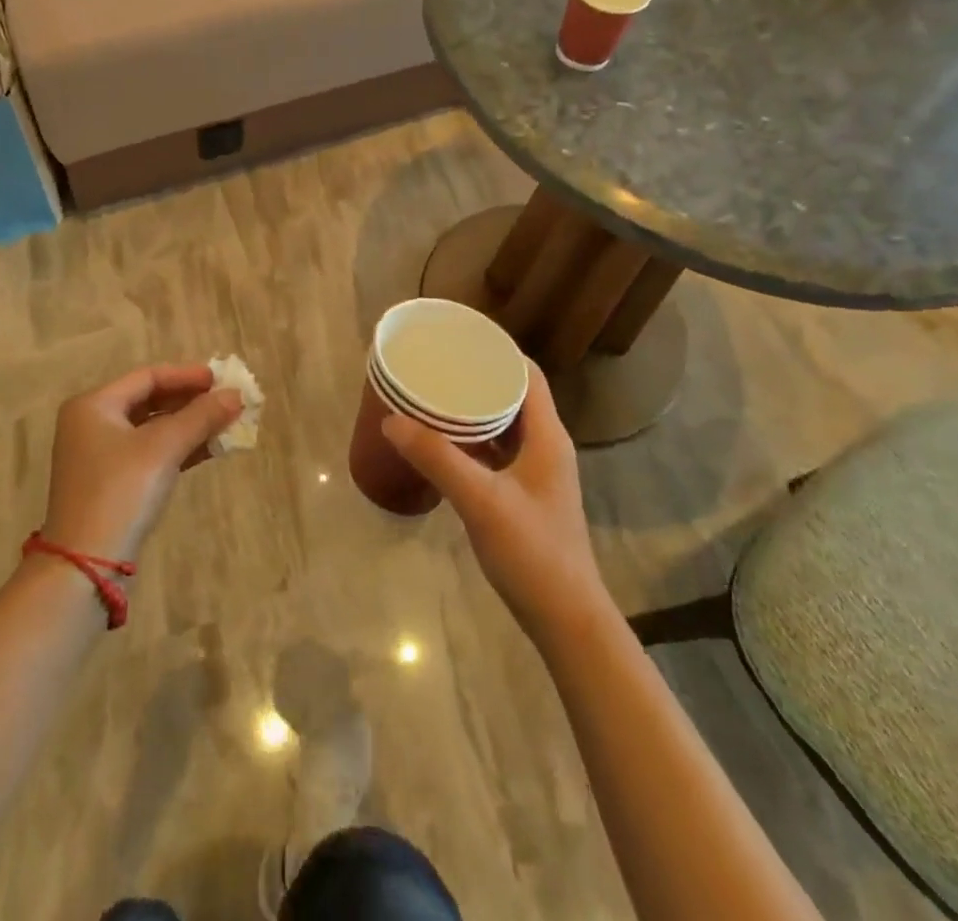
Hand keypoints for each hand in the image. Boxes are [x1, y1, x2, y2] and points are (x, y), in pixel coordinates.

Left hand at [40, 364, 243, 563]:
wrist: (86, 565)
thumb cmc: (121, 491)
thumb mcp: (163, 448)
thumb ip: (200, 417)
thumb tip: (236, 394)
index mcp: (94, 405)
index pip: (147, 377)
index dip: (186, 376)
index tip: (221, 379)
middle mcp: (92, 424)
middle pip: (149, 401)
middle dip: (190, 401)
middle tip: (227, 400)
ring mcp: (100, 456)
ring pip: (152, 429)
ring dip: (189, 425)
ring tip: (226, 423)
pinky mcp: (112, 484)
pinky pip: (150, 453)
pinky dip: (178, 448)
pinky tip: (209, 449)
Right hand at [381, 361, 606, 639]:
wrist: (566, 619)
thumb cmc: (532, 552)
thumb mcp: (480, 500)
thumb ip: (437, 458)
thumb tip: (391, 420)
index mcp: (547, 436)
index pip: (527, 374)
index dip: (497, 350)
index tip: (460, 338)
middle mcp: (546, 446)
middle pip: (514, 395)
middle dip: (478, 377)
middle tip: (437, 365)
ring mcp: (538, 473)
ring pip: (505, 425)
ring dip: (474, 409)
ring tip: (434, 396)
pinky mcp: (526, 496)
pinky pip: (499, 452)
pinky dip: (474, 440)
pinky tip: (444, 444)